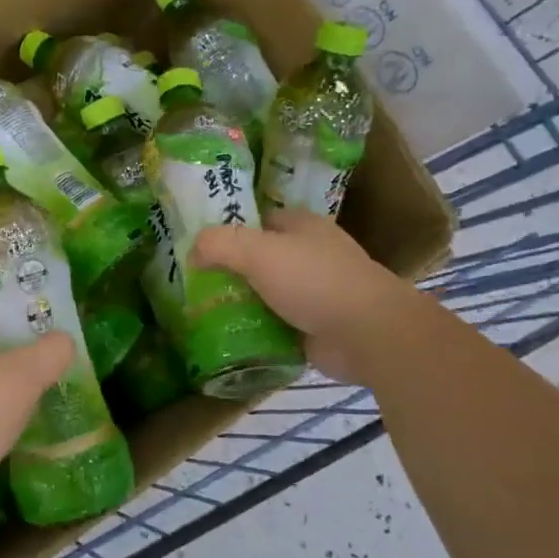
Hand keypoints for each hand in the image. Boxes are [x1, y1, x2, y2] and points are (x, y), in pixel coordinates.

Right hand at [191, 209, 404, 386]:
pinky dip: (256, 330)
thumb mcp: (258, 251)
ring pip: (266, 293)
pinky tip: (228, 337)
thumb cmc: (314, 280)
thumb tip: (191, 252)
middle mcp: (310, 255)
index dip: (229, 229)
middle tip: (193, 283)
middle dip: (230, 270)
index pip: (258, 219)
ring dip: (241, 303)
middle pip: (260, 258)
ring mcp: (315, 292)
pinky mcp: (315, 327)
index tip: (198, 246)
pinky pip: (276, 324)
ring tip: (201, 312)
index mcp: (302, 226)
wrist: (368, 334)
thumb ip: (219, 244)